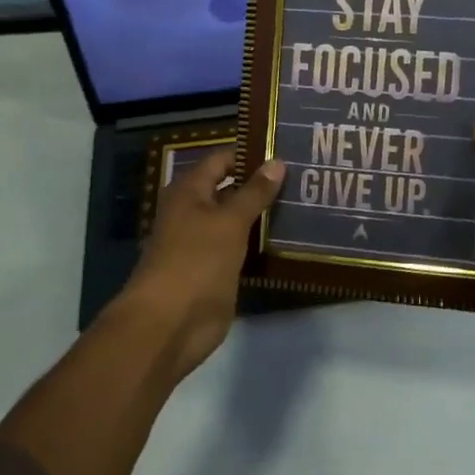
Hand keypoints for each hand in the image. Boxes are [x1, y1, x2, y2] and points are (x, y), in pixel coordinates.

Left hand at [118, 149, 284, 379]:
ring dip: (265, 215)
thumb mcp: (229, 221)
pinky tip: (291, 237)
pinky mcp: (215, 270)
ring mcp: (204, 243)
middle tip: (304, 176)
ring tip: (305, 202)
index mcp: (189, 191)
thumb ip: (254, 192)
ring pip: (239, 220)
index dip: (251, 153)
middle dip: (263, 184)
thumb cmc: (196, 261)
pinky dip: (261, 243)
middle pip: (231, 189)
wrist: (169, 325)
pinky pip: (242, 248)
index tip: (287, 149)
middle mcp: (194, 212)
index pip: (222, 160)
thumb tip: (277, 162)